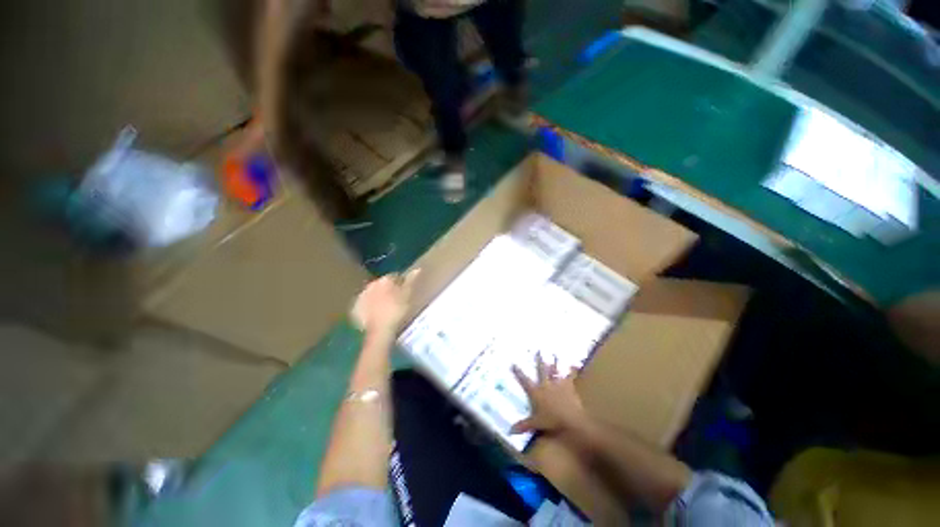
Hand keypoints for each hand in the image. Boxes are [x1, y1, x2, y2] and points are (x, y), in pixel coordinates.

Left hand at [350, 270, 419, 338]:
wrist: (380, 329)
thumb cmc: (397, 310)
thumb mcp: (408, 295)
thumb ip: (411, 280)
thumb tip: (417, 269)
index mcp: (385, 279)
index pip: (395, 276)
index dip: (401, 283)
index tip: (405, 292)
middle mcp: (371, 284)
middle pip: (382, 284)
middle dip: (387, 290)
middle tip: (395, 301)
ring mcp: (361, 296)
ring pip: (372, 294)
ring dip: (377, 298)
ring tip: (385, 309)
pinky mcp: (355, 309)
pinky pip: (364, 305)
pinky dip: (369, 308)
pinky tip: (375, 315)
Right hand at [510, 354, 586, 435]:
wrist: (570, 419)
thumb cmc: (551, 421)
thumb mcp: (535, 423)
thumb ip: (523, 425)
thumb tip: (509, 431)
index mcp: (536, 392)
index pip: (524, 381)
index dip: (518, 372)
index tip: (513, 363)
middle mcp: (545, 384)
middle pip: (541, 370)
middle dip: (539, 360)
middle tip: (538, 351)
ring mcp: (557, 384)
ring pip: (555, 370)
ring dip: (555, 362)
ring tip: (555, 353)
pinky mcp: (568, 386)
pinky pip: (570, 376)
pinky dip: (572, 371)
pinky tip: (574, 365)